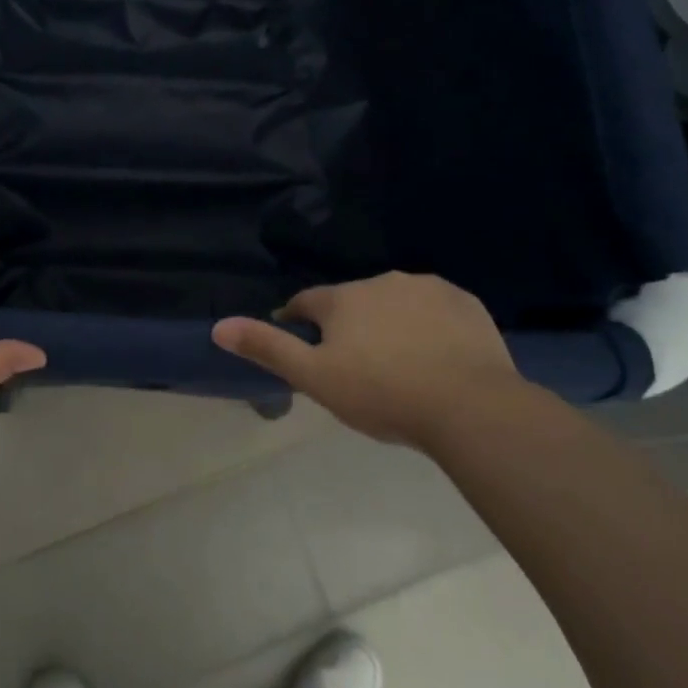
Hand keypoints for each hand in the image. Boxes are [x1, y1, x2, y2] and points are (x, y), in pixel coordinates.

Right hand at [212, 273, 522, 446]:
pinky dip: (429, 326)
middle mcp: (381, 281)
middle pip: (352, 302)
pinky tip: (437, 357)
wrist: (470, 406)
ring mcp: (427, 288)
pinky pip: (436, 310)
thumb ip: (267, 348)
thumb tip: (217, 326)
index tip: (304, 347)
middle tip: (357, 367)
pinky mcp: (465, 303)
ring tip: (399, 365)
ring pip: (395, 303)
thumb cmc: (382, 393)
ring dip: (389, 323)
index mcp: (343, 298)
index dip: (298, 322)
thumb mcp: (315, 378)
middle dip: (348, 326)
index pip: (306, 303)